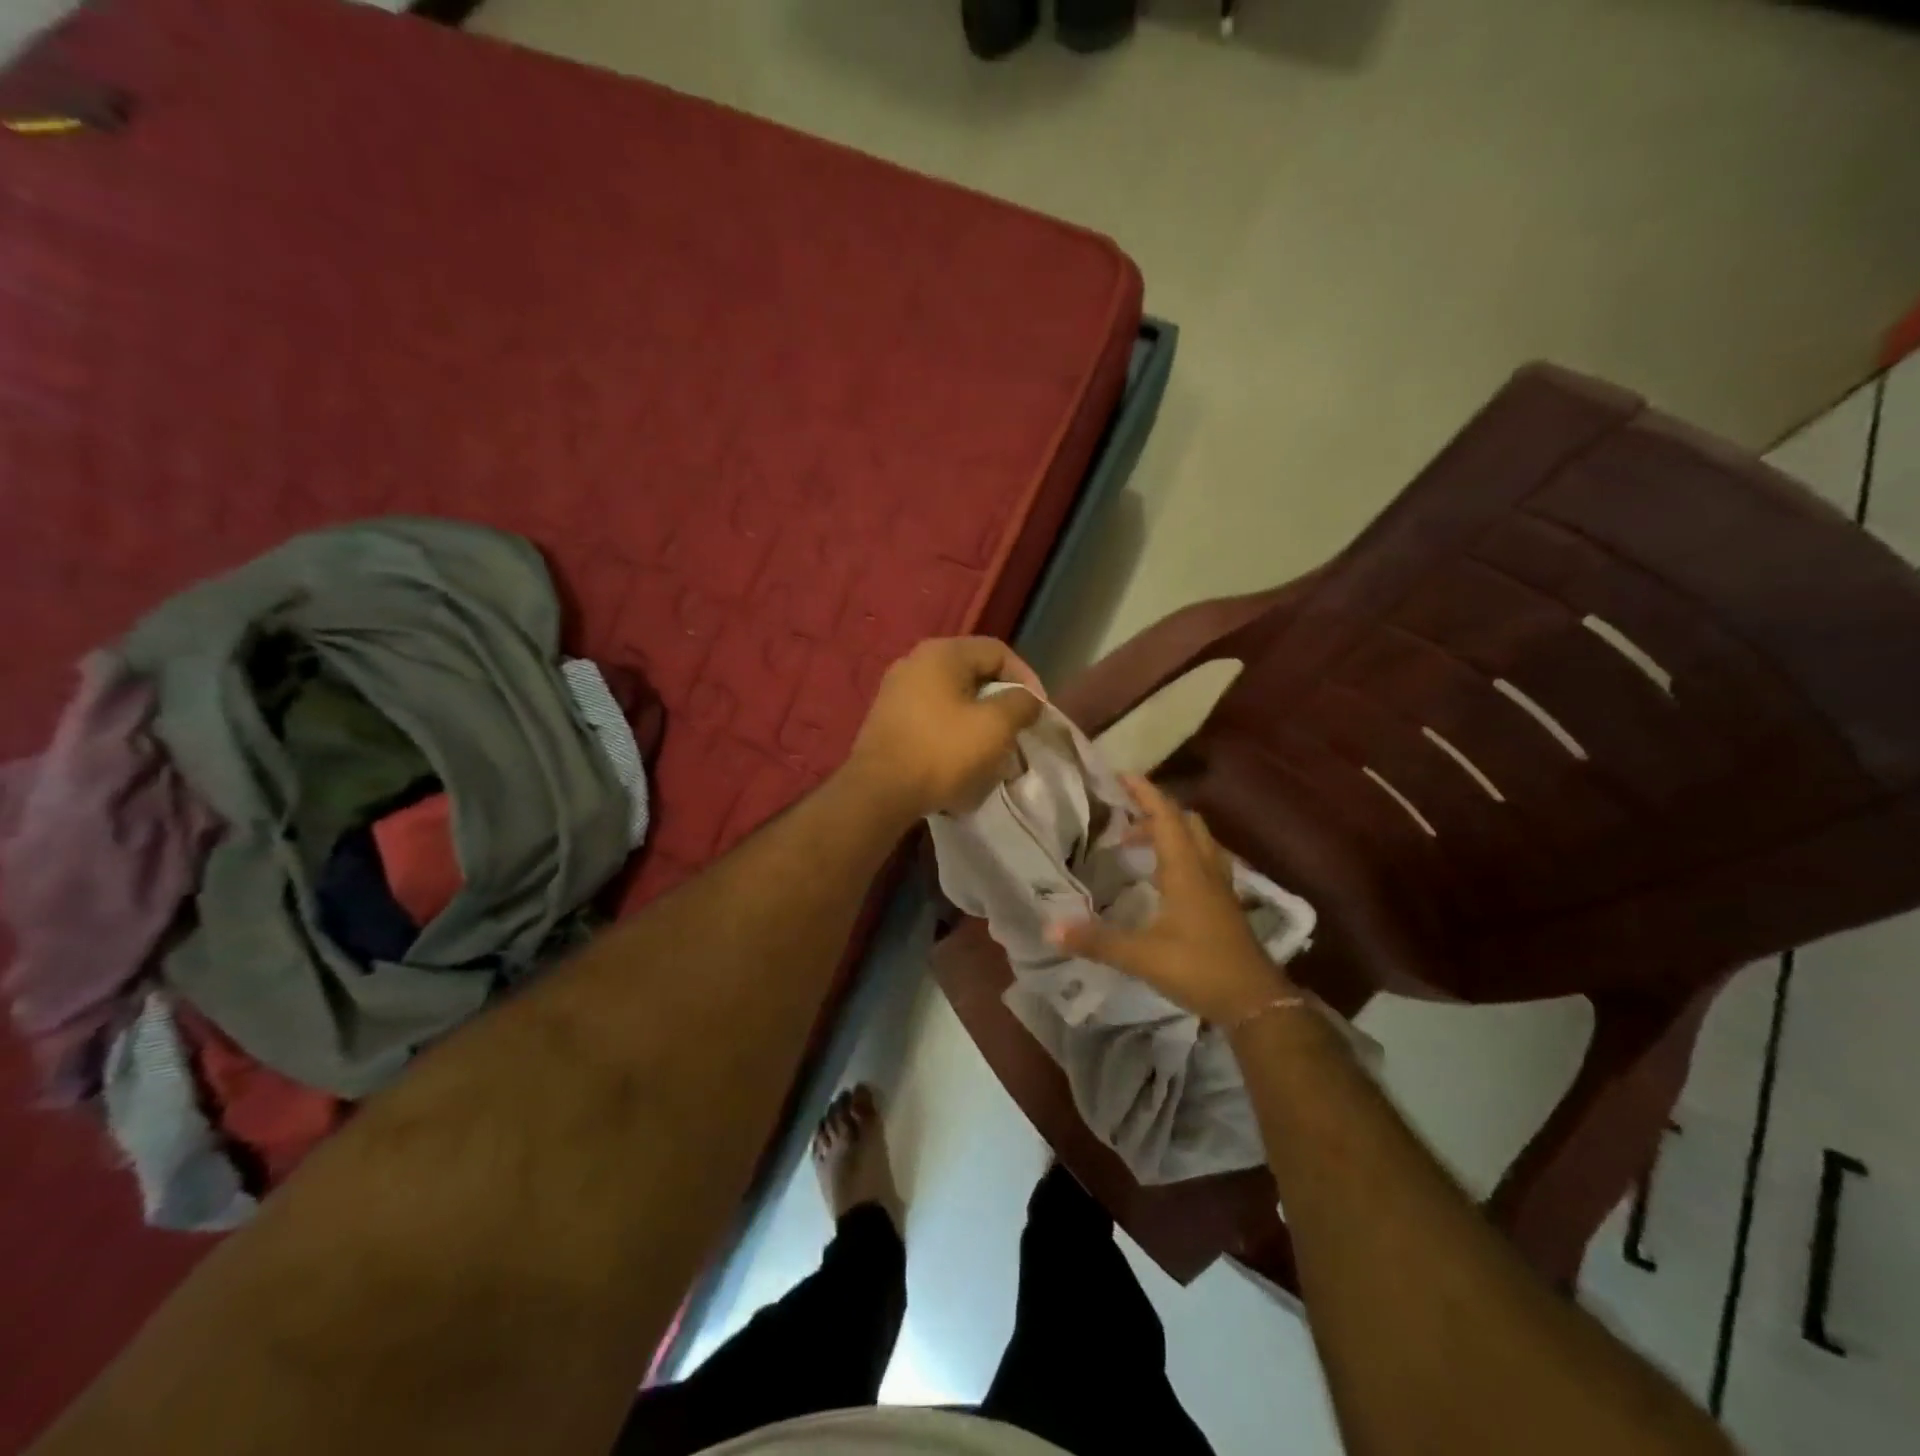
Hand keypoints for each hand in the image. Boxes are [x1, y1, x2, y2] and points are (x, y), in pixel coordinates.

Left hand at [846, 637, 1045, 820]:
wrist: (879, 792)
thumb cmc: (942, 752)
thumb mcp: (995, 726)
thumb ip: (1021, 703)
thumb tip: (1027, 698)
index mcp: (942, 653)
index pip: (998, 651)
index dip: (1026, 678)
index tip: (1038, 711)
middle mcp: (915, 663)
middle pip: (974, 675)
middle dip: (1001, 704)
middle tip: (1017, 731)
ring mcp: (896, 692)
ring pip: (953, 699)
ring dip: (978, 723)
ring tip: (993, 752)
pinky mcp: (888, 721)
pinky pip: (932, 719)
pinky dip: (953, 735)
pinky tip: (962, 763)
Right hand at [1049, 775, 1293, 1024]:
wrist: (1255, 1002)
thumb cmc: (1199, 968)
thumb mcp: (1141, 956)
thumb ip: (1096, 941)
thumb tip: (1050, 929)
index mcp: (1186, 870)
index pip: (1166, 817)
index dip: (1145, 793)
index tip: (1122, 776)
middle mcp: (1206, 870)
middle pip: (1186, 823)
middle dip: (1156, 813)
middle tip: (1125, 818)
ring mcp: (1221, 888)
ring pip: (1199, 843)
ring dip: (1171, 834)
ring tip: (1139, 846)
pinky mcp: (1226, 906)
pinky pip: (1204, 864)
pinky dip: (1183, 857)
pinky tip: (1165, 881)